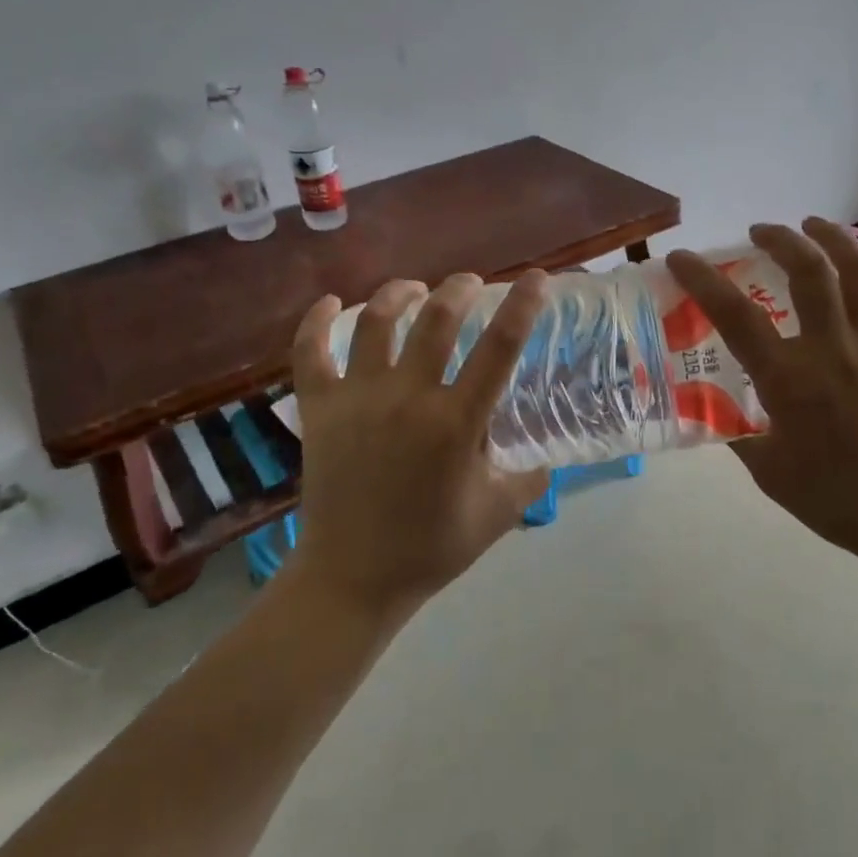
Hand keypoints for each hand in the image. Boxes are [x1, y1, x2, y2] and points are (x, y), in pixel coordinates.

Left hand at [288, 272, 552, 616]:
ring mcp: (357, 399)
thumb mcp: (498, 513)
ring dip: (400, 294)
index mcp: (456, 422)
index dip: (523, 306)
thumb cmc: (431, 547)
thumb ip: (529, 478)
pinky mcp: (318, 410)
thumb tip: (546, 457)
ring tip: (415, 288)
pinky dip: (317, 322)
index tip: (536, 277)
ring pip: (376, 323)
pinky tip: (330, 303)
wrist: (352, 579)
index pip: (500, 348)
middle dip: (459, 290)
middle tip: (470, 284)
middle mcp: (407, 398)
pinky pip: (310, 353)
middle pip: (436, 320)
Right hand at [666, 219, 857, 567]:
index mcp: (790, 380)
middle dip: (780, 239)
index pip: (735, 315)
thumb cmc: (836, 499)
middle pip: (808, 271)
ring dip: (833, 237)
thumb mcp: (769, 472)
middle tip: (761, 231)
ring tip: (814, 226)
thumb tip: (712, 402)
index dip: (703, 278)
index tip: (682, 257)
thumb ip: (737, 430)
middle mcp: (834, 349)